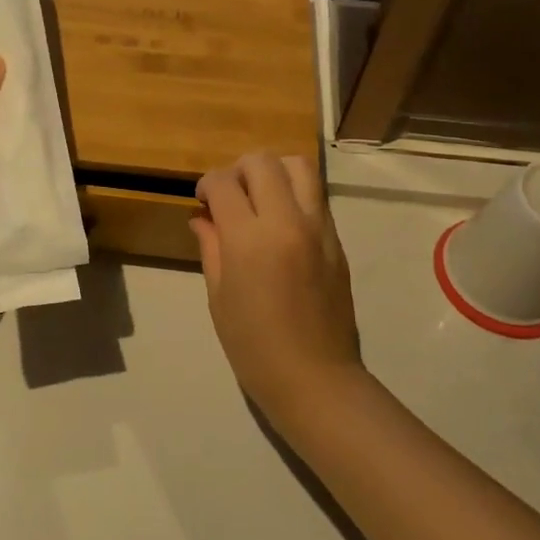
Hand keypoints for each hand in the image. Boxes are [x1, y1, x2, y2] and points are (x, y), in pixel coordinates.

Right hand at [192, 153, 361, 412]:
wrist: (314, 378)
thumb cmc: (253, 346)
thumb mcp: (218, 297)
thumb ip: (211, 247)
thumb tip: (203, 218)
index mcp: (250, 239)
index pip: (224, 183)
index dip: (206, 185)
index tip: (202, 200)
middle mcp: (287, 221)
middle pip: (263, 162)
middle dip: (238, 170)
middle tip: (229, 196)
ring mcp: (319, 228)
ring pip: (299, 167)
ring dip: (273, 172)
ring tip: (260, 199)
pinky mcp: (337, 241)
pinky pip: (316, 197)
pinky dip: (295, 194)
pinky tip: (281, 224)